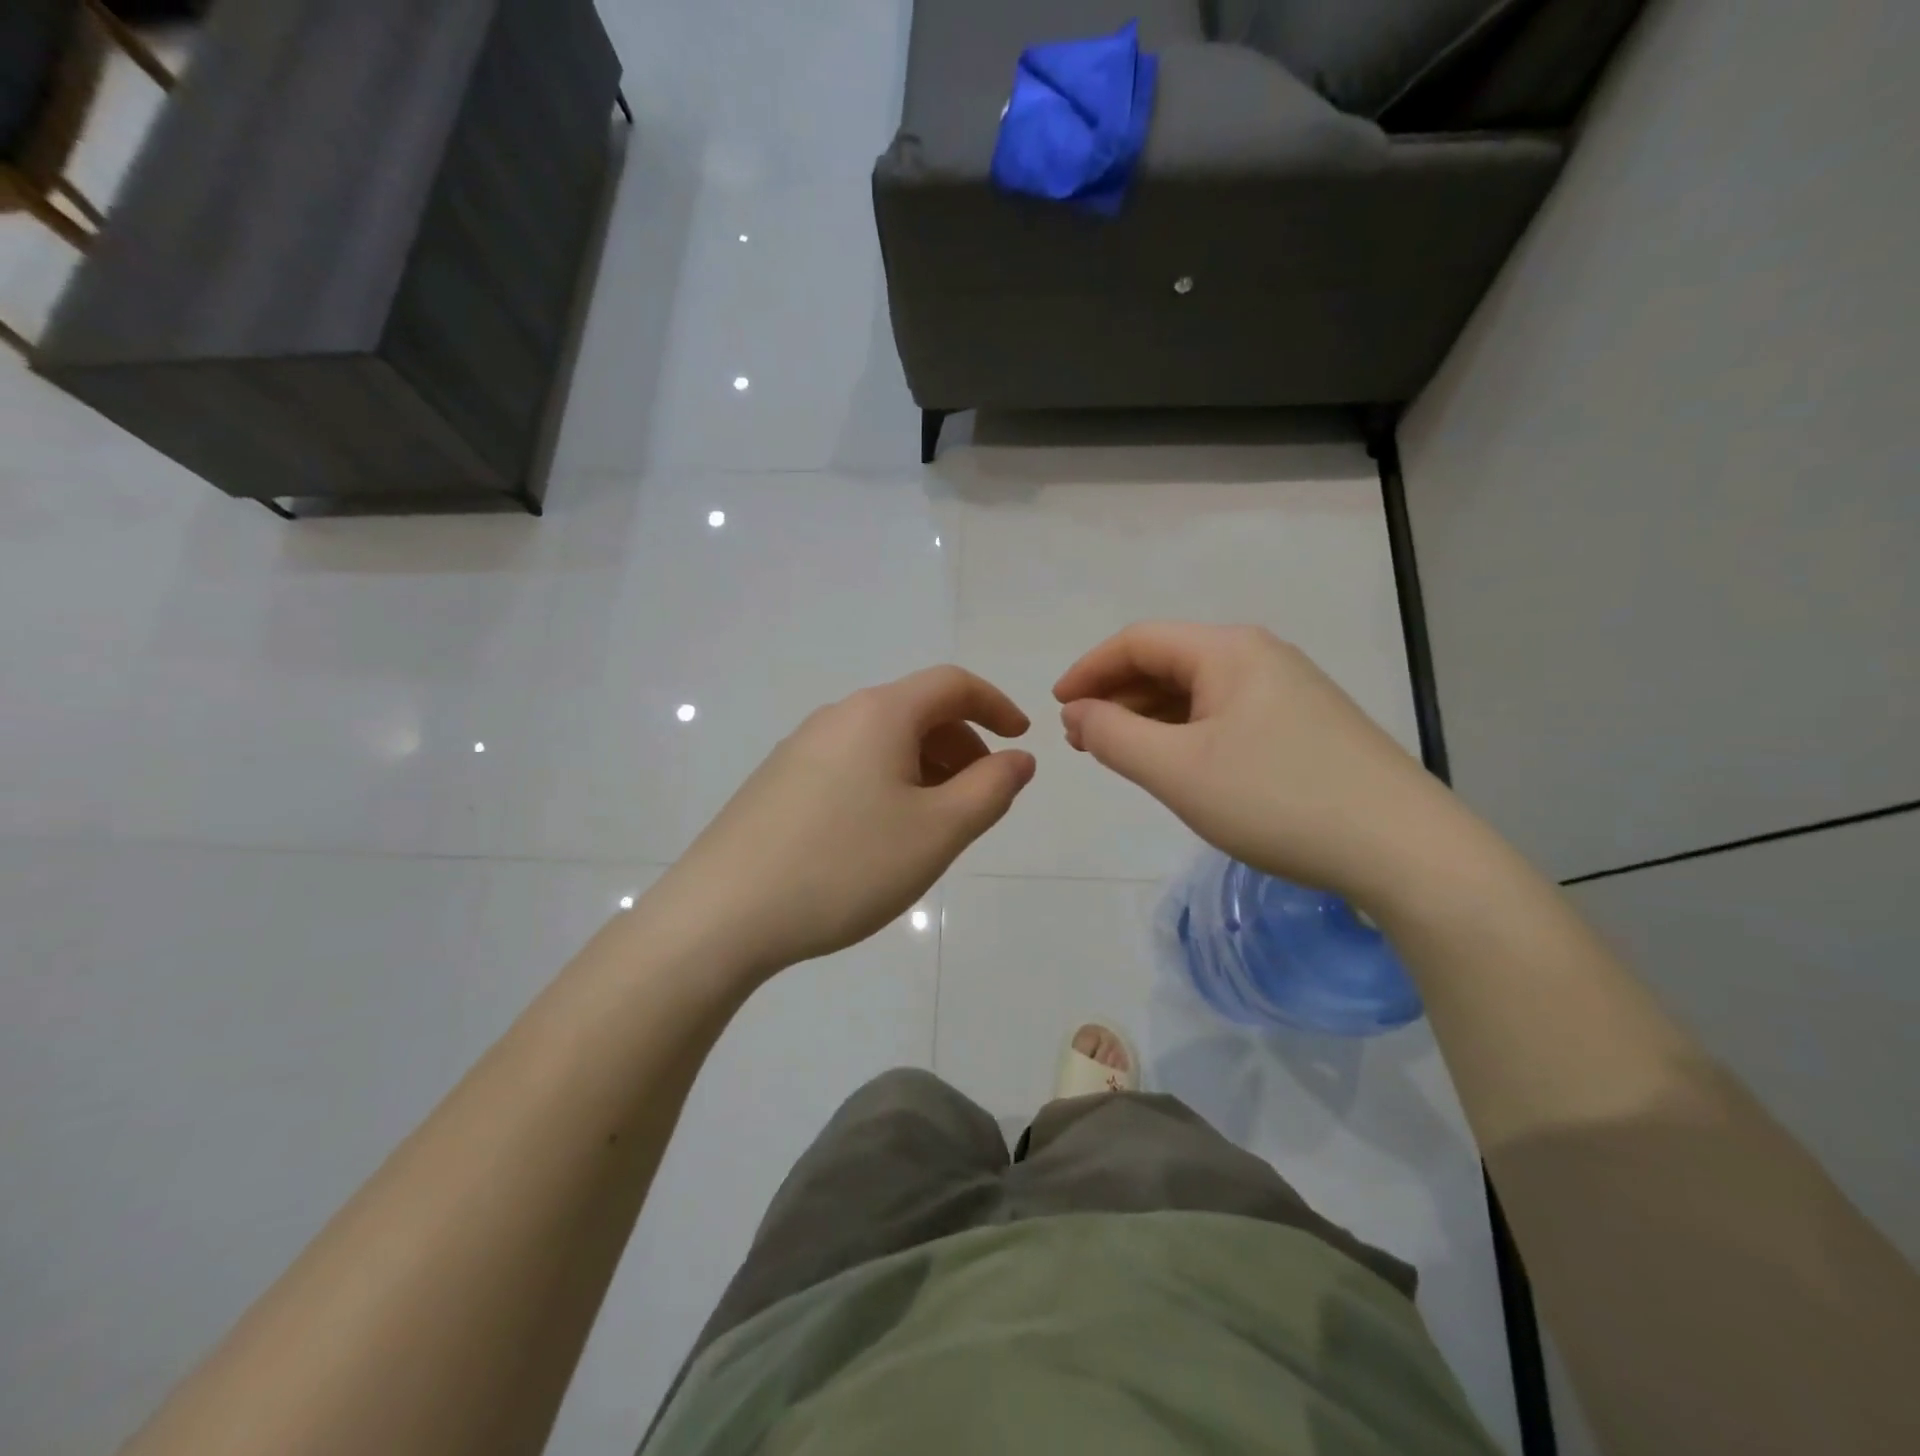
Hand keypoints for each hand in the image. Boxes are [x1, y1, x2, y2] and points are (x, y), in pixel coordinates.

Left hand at [658, 667, 1035, 982]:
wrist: (723, 914)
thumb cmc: (846, 865)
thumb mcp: (937, 831)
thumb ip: (991, 789)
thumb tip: (1018, 759)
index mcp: (879, 713)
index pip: (953, 684)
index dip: (996, 705)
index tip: (1021, 740)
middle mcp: (837, 716)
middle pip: (917, 712)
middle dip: (962, 747)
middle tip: (980, 800)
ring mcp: (801, 748)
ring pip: (883, 743)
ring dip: (924, 769)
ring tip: (934, 826)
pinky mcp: (778, 782)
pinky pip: (851, 766)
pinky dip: (887, 785)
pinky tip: (880, 837)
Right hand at [1054, 622, 1463, 907]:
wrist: (1404, 850)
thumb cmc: (1278, 800)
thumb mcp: (1178, 770)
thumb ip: (1114, 736)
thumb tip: (1078, 712)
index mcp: (1228, 650)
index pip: (1138, 641)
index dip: (1089, 670)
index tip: (1056, 708)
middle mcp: (1260, 656)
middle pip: (1168, 661)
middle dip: (1116, 696)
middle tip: (1083, 740)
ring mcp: (1289, 691)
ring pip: (1198, 691)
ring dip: (1149, 716)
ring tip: (1120, 754)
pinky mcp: (1306, 726)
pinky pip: (1226, 715)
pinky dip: (1186, 733)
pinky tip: (1177, 764)